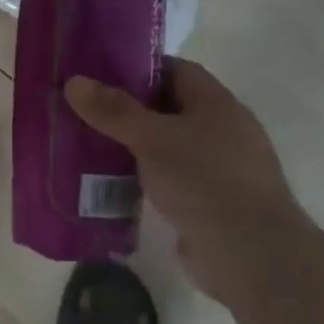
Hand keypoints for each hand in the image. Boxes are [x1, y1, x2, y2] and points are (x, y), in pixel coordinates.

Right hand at [65, 58, 310, 302]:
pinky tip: (111, 184)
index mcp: (217, 104)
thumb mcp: (153, 139)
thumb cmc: (205, 181)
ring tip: (88, 146)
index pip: (176, 71)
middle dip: (129, 109)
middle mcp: (223, 130)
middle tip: (85, 110)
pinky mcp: (209, 203)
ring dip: (133, 147)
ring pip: (167, 146)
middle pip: (169, 108)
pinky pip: (169, 179)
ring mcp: (218, 169)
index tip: (100, 74)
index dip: (139, 68)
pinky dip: (143, 177)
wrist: (250, 255)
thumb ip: (114, 111)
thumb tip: (73, 82)